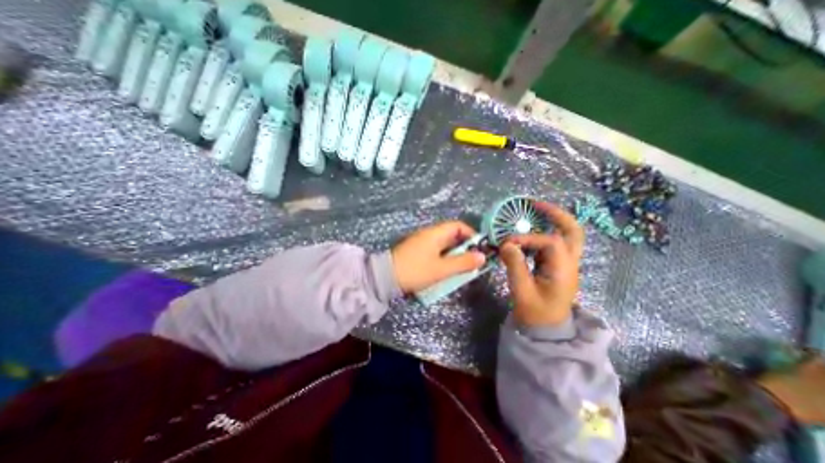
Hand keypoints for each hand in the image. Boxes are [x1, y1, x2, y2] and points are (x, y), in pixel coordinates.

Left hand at [391, 221, 483, 293]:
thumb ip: (463, 262)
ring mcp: (421, 242)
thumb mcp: (442, 269)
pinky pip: (435, 251)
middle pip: (452, 235)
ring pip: (444, 244)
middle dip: (464, 247)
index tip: (480, 248)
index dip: (471, 234)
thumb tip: (482, 257)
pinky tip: (446, 269)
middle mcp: (428, 234)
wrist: (386, 278)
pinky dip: (444, 258)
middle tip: (472, 261)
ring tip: (461, 268)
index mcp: (435, 233)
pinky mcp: (416, 251)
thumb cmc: (416, 270)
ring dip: (454, 254)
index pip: (458, 225)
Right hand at [499, 200, 581, 325]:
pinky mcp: (556, 266)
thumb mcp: (522, 291)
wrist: (545, 330)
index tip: (507, 244)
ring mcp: (565, 264)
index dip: (527, 238)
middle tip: (535, 204)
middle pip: (573, 231)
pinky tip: (527, 235)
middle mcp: (569, 263)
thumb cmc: (535, 313)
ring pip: (566, 235)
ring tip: (532, 213)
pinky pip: (552, 243)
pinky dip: (541, 234)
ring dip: (551, 221)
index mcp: (563, 270)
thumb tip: (506, 244)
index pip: (550, 242)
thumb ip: (514, 265)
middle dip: (556, 214)